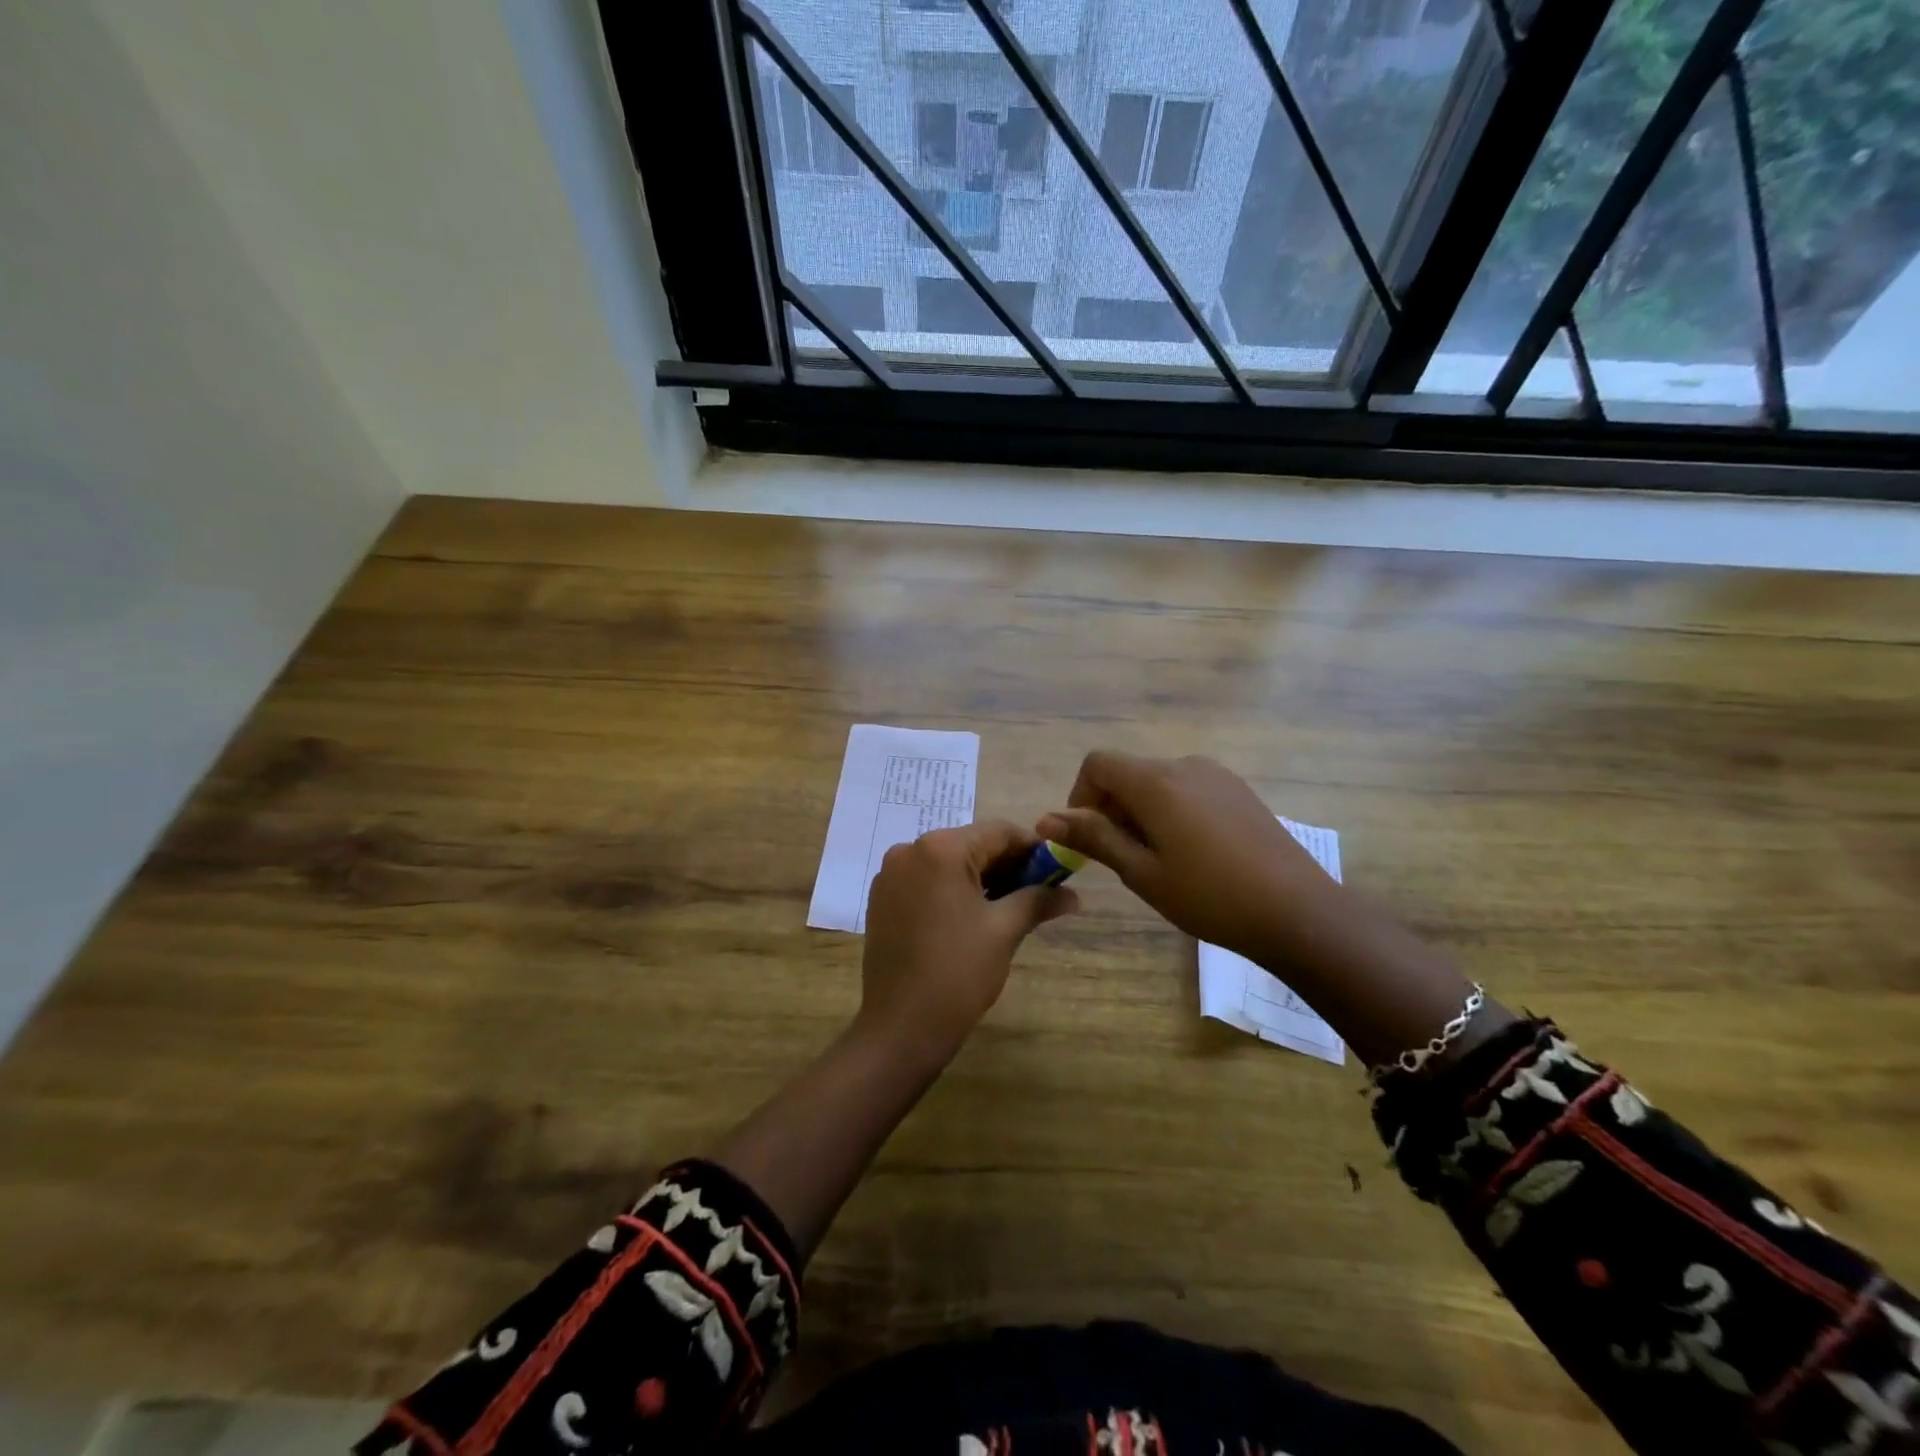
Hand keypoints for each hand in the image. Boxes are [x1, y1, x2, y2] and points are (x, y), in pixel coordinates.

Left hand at [858, 820, 1077, 1061]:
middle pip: (971, 845)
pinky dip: (953, 890)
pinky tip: (974, 916)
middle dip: (1008, 866)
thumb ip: (1038, 900)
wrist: (901, 1026)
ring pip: (948, 864)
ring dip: (982, 878)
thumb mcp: (1004, 930)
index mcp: (940, 849)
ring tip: (1012, 906)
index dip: (1033, 849)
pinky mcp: (882, 899)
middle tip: (1040, 892)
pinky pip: (926, 881)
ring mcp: (890, 875)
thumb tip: (1074, 895)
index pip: (998, 833)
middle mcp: (909, 851)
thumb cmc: (958, 972)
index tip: (1058, 871)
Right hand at [1037, 752, 1335, 961]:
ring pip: (1158, 782)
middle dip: (1111, 808)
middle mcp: (1184, 765)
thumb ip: (1094, 838)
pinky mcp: (1238, 790)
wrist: (1297, 911)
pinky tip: (1193, 853)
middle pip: (1128, 772)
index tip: (1088, 838)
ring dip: (1142, 811)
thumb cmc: (1209, 896)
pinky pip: (1187, 789)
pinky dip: (1171, 810)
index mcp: (1156, 782)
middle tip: (1123, 859)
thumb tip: (1045, 818)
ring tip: (1159, 860)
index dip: (1080, 797)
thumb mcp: (1142, 873)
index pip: (1097, 764)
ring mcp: (1216, 775)